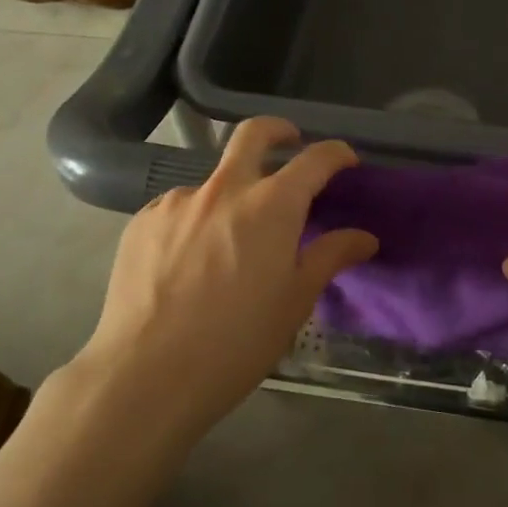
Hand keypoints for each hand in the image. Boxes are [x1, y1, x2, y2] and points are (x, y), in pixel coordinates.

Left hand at [70, 118, 377, 435]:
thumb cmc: (236, 341)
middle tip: (289, 141)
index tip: (346, 161)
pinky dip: (195, 221)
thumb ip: (331, 257)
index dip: (336, 154)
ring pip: (213, 180)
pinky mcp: (142, 221)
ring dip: (232, 195)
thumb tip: (365, 237)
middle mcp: (224, 189)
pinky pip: (179, 208)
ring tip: (229, 242)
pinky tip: (189, 262)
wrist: (145, 375)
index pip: (314, 159)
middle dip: (278, 130)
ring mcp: (178, 202)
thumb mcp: (295, 301)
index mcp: (271, 205)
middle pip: (253, 134)